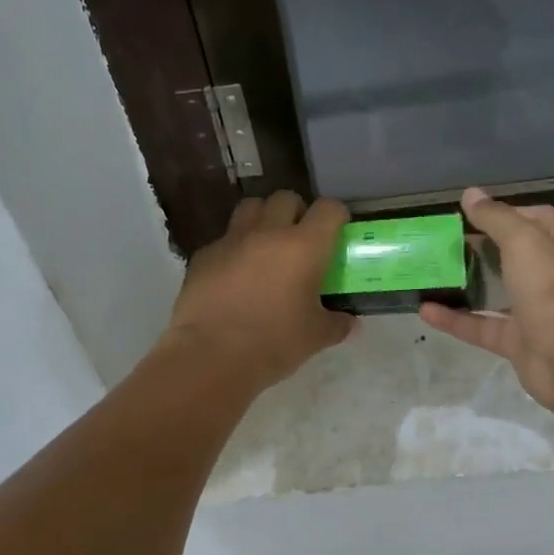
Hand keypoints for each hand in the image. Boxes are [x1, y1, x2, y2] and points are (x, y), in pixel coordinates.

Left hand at [165, 191, 353, 390]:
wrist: (212, 356)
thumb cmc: (274, 343)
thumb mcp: (315, 337)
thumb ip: (336, 324)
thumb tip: (350, 323)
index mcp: (304, 246)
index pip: (328, 209)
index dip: (336, 217)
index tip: (338, 233)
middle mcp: (268, 232)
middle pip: (286, 198)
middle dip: (297, 212)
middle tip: (300, 240)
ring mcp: (231, 240)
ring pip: (251, 208)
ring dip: (263, 219)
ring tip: (266, 247)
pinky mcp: (203, 256)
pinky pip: (223, 240)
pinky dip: (234, 249)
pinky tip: (234, 276)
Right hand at [420, 187, 553, 422]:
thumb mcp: (524, 242)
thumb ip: (496, 218)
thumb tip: (471, 194)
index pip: (535, 219)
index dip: (505, 213)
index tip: (470, 214)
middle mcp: (549, 275)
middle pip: (511, 255)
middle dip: (478, 248)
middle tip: (441, 243)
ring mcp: (534, 311)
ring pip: (494, 292)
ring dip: (465, 284)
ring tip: (429, 273)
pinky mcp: (517, 342)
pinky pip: (480, 327)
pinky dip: (454, 319)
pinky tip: (424, 310)